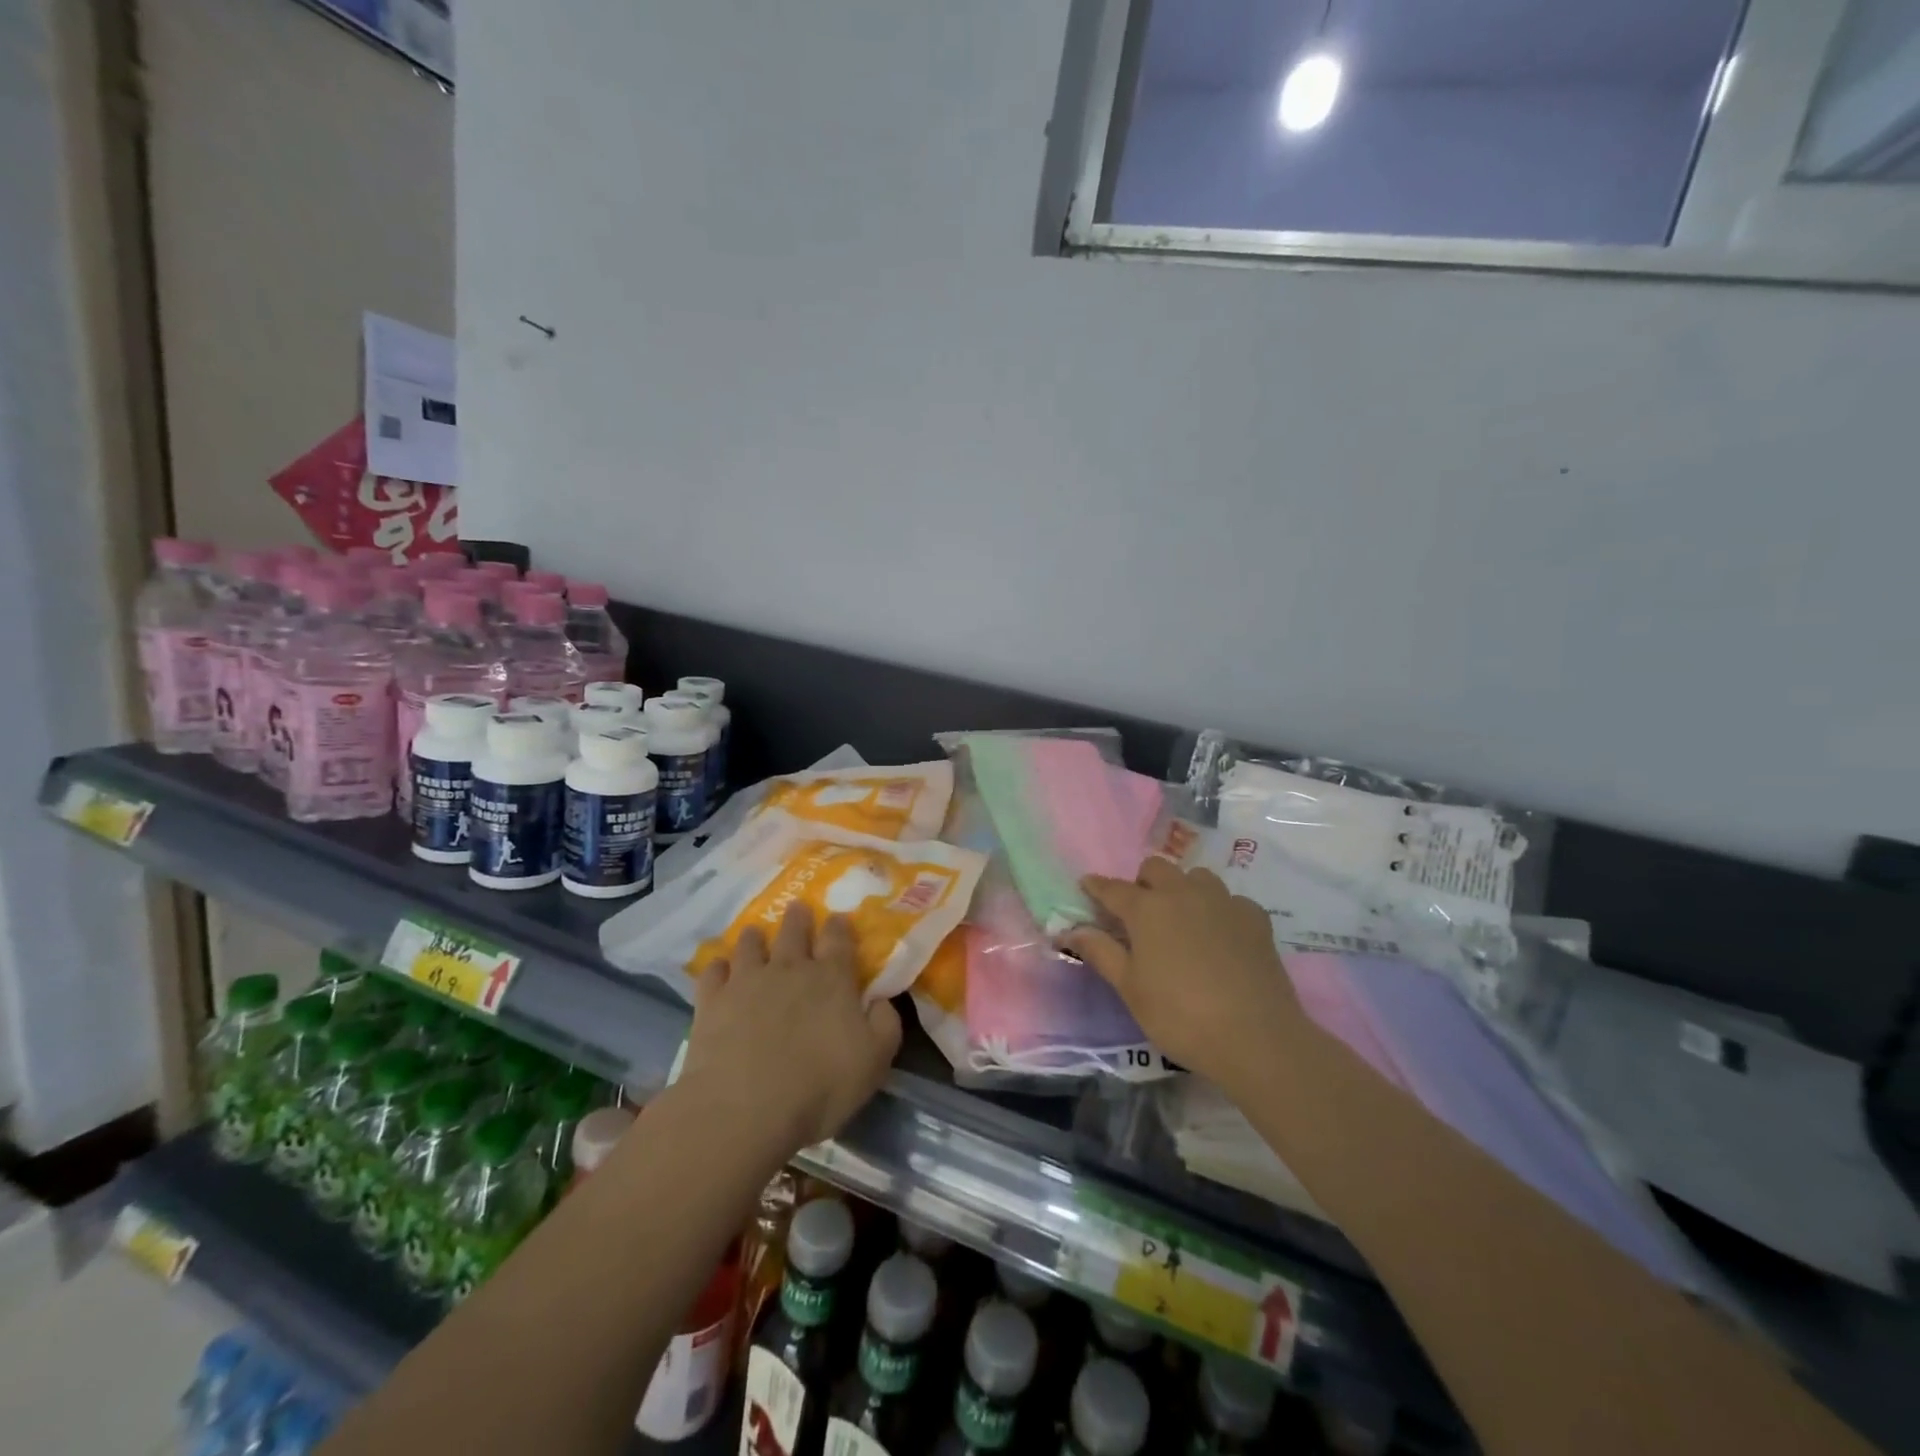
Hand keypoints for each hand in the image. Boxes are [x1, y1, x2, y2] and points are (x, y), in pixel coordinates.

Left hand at [675, 902, 901, 1157]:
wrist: (745, 1108)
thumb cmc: (820, 1086)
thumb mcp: (875, 1060)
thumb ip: (885, 1023)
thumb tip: (881, 999)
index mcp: (832, 978)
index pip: (839, 938)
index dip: (839, 925)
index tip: (838, 917)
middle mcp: (790, 968)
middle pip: (794, 931)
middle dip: (798, 918)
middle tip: (797, 909)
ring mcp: (747, 980)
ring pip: (751, 944)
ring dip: (756, 936)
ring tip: (756, 933)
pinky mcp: (712, 1000)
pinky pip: (714, 971)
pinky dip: (719, 967)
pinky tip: (720, 969)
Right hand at [1064, 858, 1308, 1094]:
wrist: (1256, 1038)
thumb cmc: (1180, 1016)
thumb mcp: (1130, 988)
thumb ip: (1100, 952)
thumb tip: (1070, 930)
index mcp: (1147, 909)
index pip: (1112, 888)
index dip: (1096, 886)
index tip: (1086, 885)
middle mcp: (1183, 893)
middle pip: (1156, 868)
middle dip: (1143, 883)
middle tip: (1140, 914)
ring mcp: (1223, 902)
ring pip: (1196, 877)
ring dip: (1182, 889)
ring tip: (1182, 920)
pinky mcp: (1255, 918)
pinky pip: (1230, 900)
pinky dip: (1219, 910)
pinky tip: (1220, 937)